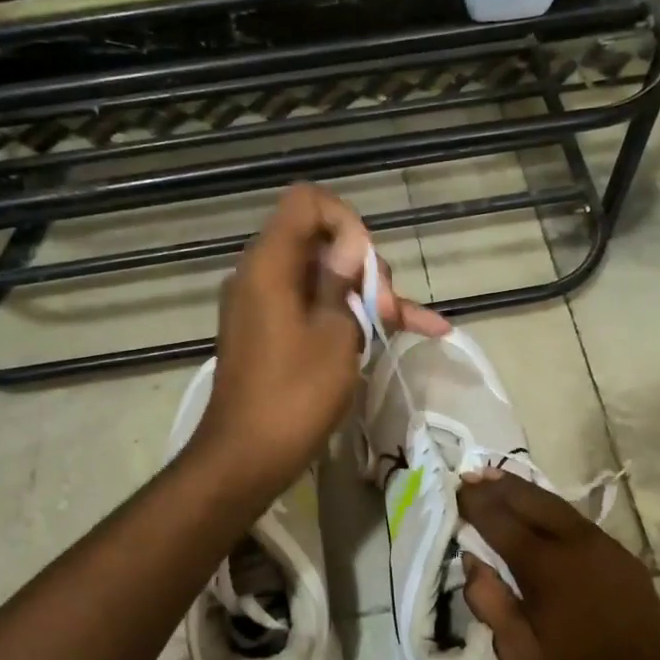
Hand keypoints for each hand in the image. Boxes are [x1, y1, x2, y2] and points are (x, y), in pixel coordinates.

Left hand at [193, 185, 446, 499]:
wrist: (247, 457)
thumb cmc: (294, 394)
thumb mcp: (335, 333)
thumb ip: (343, 281)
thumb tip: (349, 246)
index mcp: (269, 263)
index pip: (306, 202)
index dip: (345, 220)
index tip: (367, 263)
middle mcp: (261, 274)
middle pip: (321, 242)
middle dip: (365, 268)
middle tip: (388, 310)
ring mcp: (266, 305)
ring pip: (325, 279)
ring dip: (367, 296)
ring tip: (412, 325)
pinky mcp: (272, 332)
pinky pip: (314, 308)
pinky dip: (350, 317)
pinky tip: (410, 330)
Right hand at [458, 472, 659, 659]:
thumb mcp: (520, 652)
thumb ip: (489, 601)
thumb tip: (472, 561)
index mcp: (544, 565)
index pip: (499, 520)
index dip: (475, 503)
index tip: (455, 490)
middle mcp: (573, 542)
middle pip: (529, 499)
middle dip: (497, 485)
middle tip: (471, 474)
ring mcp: (602, 544)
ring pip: (556, 504)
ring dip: (524, 490)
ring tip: (498, 480)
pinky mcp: (620, 554)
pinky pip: (576, 519)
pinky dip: (549, 507)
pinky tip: (540, 513)